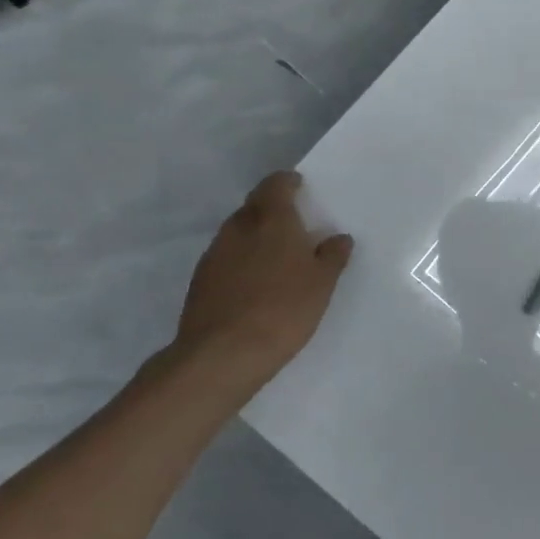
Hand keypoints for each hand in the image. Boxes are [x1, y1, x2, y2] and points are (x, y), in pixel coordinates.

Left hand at [168, 172, 353, 392]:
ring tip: (278, 257)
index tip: (302, 189)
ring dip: (256, 236)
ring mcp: (215, 253)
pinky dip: (242, 261)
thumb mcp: (322, 283)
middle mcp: (239, 227)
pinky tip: (255, 284)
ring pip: (238, 232)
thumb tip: (338, 238)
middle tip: (296, 225)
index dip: (289, 183)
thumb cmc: (283, 309)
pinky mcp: (201, 280)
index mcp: (271, 219)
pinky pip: (227, 258)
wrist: (222, 355)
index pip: (276, 184)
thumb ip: (332, 256)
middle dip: (273, 208)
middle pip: (255, 205)